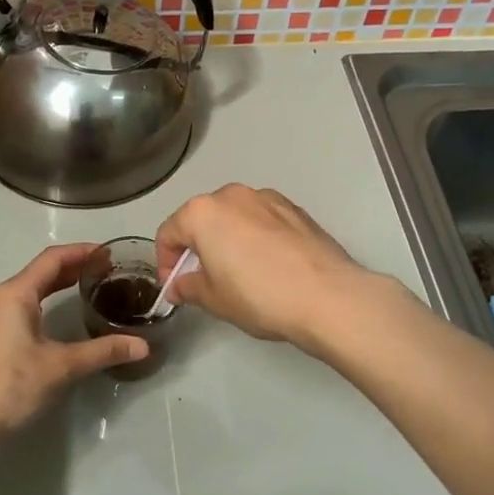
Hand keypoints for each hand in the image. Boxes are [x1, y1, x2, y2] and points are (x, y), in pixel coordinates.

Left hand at [0, 244, 148, 446]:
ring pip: (31, 289)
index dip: (82, 252)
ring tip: (91, 287)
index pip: (53, 259)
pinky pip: (23, 306)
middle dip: (74, 267)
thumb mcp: (61, 366)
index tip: (109, 253)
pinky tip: (62, 316)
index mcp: (16, 294)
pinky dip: (46, 301)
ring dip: (59, 284)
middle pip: (41, 271)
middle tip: (107, 270)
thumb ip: (102, 351)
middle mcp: (2, 298)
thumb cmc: (11, 384)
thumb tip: (143, 346)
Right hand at [155, 184, 378, 347]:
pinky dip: (256, 238)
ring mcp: (267, 198)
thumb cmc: (259, 296)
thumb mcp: (214, 299)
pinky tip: (269, 266)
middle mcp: (232, 195)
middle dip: (197, 247)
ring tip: (240, 273)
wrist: (327, 296)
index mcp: (203, 212)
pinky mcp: (296, 209)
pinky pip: (263, 221)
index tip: (175, 287)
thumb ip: (188, 287)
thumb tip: (180, 285)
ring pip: (234, 217)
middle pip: (202, 219)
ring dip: (228, 239)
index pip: (168, 233)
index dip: (165, 262)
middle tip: (205, 280)